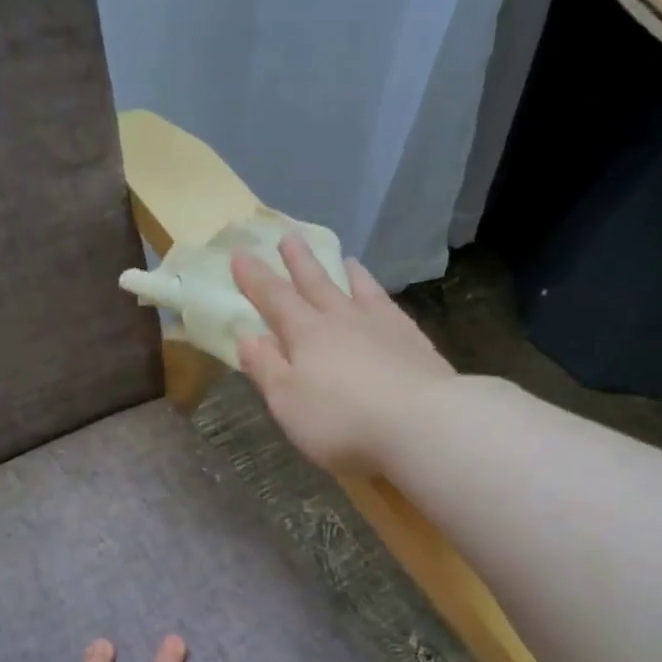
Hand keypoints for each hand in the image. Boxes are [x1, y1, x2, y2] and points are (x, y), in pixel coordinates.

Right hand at [232, 237, 455, 476]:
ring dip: (345, 273)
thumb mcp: (288, 403)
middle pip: (316, 284)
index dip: (255, 278)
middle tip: (288, 236)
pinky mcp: (413, 341)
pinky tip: (381, 298)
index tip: (240, 254)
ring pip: (358, 289)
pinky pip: (389, 306)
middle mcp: (343, 320)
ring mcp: (382, 326)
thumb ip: (266, 368)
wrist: (421, 425)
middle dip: (298, 263)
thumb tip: (246, 335)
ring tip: (343, 258)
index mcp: (307, 335)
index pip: (274, 299)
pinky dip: (379, 295)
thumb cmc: (342, 421)